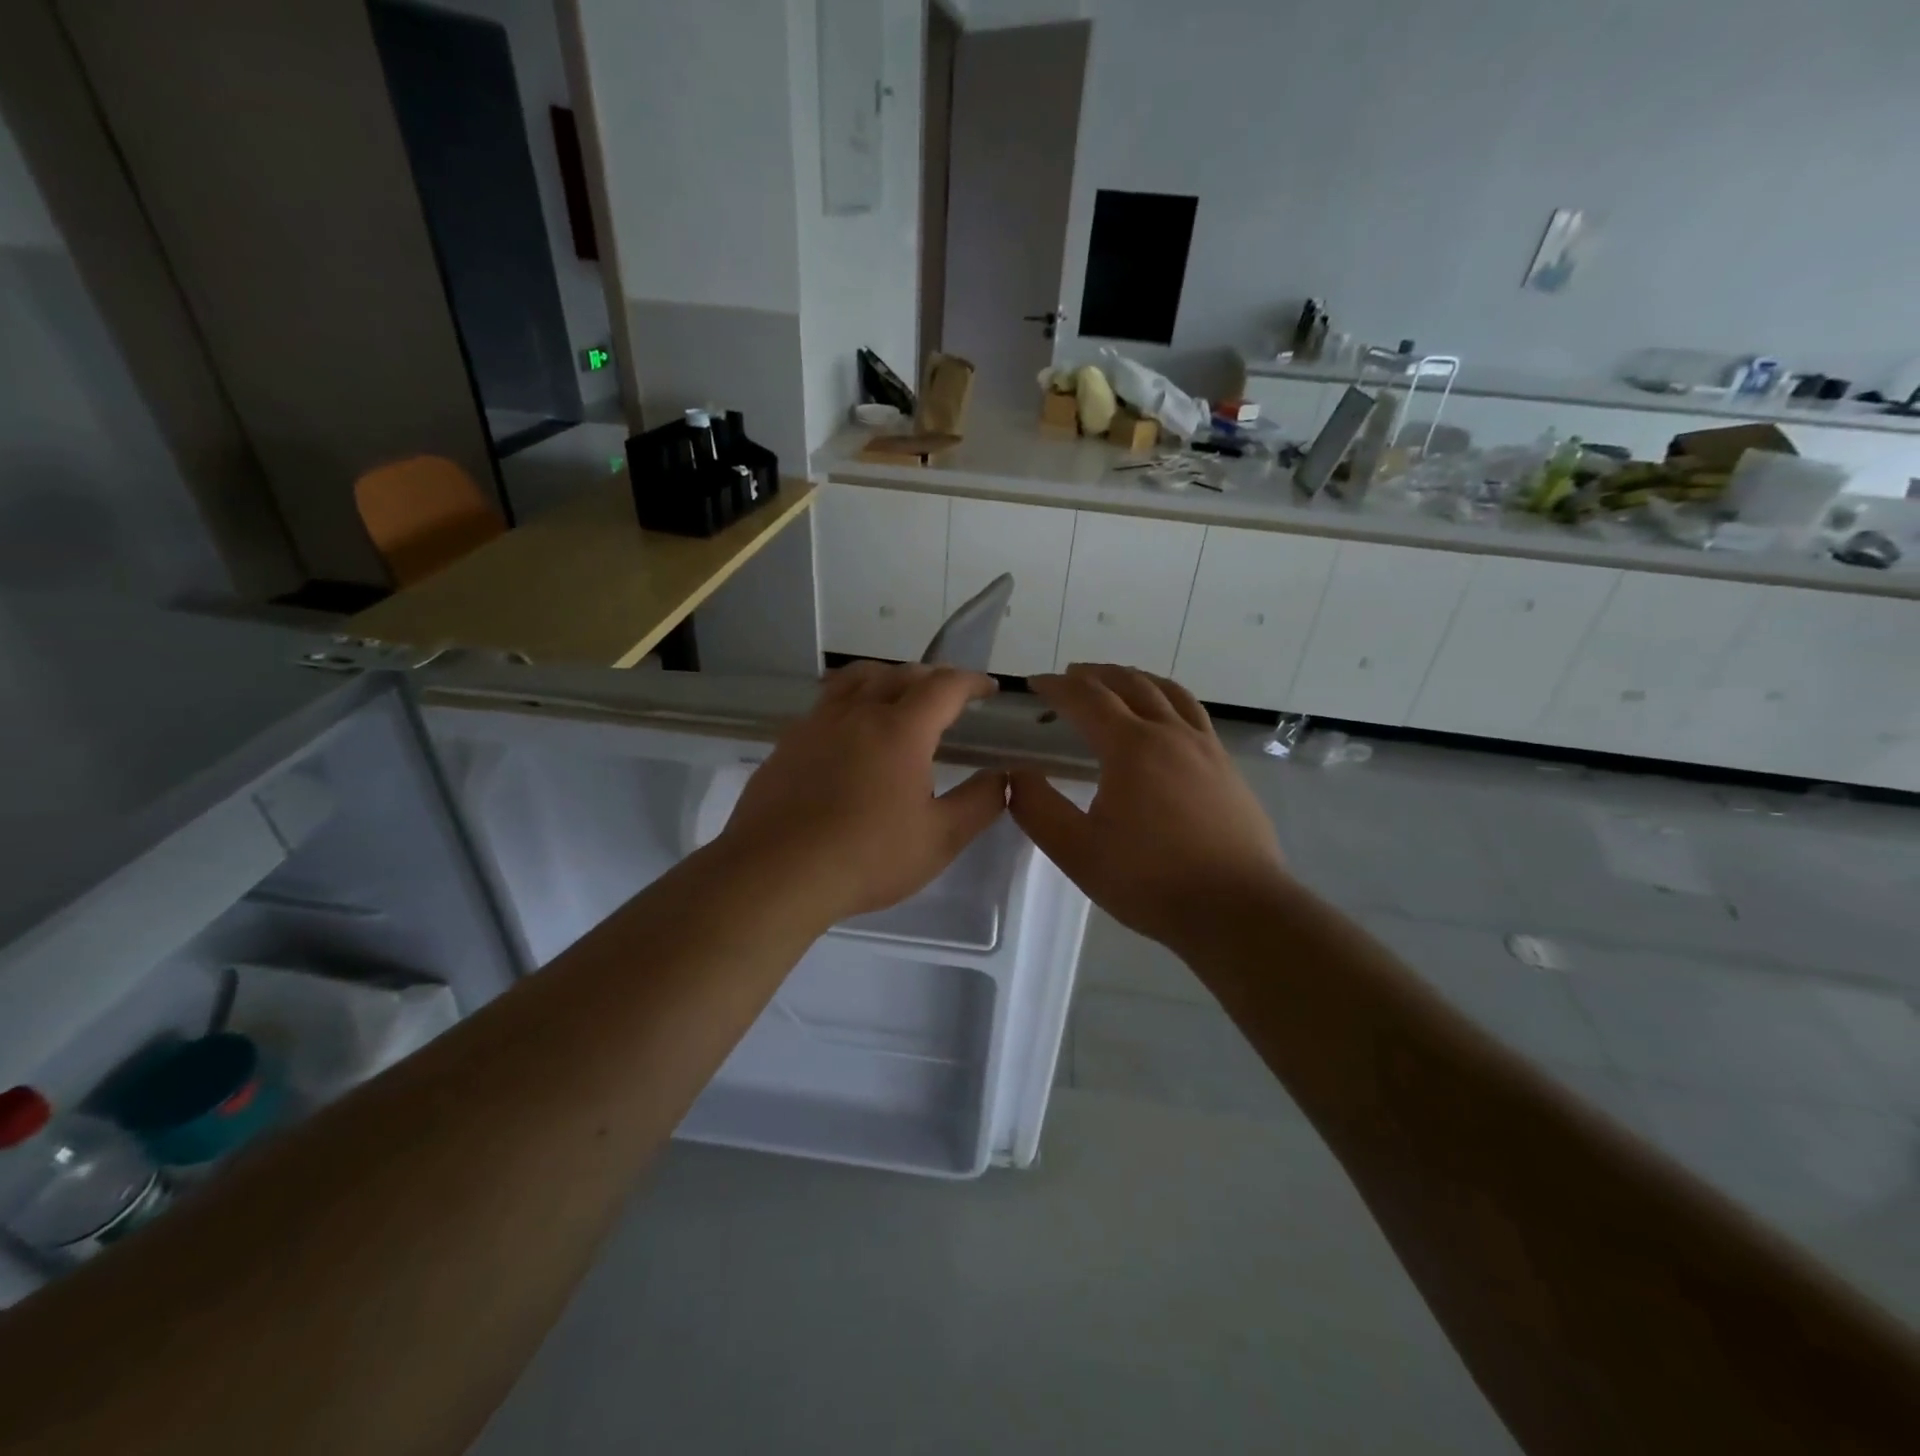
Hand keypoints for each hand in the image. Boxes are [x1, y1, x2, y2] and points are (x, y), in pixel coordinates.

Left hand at [719, 661, 1008, 925]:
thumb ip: (979, 803)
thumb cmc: (868, 857)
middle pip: (900, 674)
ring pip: (857, 679)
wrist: (777, 872)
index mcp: (901, 729)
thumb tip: (1003, 776)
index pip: (944, 687)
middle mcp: (859, 713)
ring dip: (887, 677)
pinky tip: (848, 729)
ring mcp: (818, 723)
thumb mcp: (940, 839)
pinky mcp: (788, 741)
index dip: (971, 682)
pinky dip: (850, 699)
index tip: (987, 690)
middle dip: (932, 678)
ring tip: (897, 695)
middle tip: (948, 698)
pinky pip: (826, 702)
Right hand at [1009, 664, 1287, 953]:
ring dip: (1136, 679)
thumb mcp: (1077, 851)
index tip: (1034, 683)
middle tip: (1071, 675)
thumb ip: (1038, 808)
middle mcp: (1171, 734)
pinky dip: (1168, 699)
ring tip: (1117, 682)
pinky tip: (1166, 720)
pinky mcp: (1227, 768)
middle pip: (1130, 684)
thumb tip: (1015, 774)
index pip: (1087, 699)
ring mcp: (1206, 748)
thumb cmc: (1150, 881)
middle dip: (1096, 675)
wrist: (1237, 909)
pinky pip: (1193, 714)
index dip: (1057, 686)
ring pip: (1168, 693)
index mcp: (1131, 747)